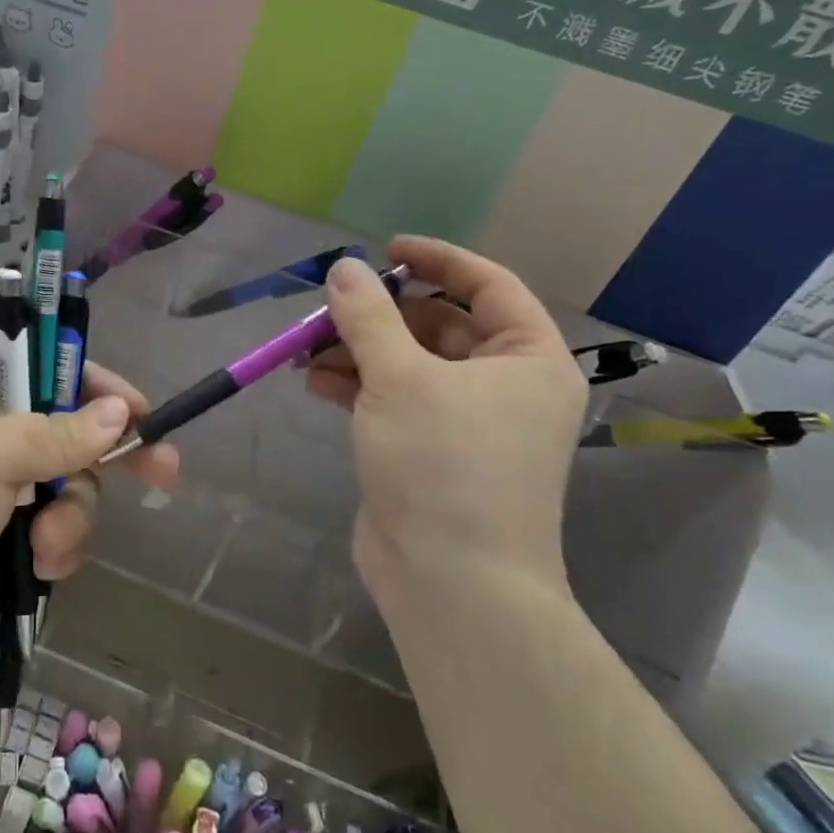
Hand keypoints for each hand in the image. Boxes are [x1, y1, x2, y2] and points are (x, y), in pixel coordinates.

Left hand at [0, 364, 179, 667]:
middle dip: (115, 460)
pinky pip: (67, 535)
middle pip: (85, 436)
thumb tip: (120, 412)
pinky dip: (59, 551)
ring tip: (42, 544)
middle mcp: (11, 438)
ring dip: (71, 521)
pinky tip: (36, 566)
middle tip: (166, 472)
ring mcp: (18, 492)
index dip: (106, 391)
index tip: (142, 414)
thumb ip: (56, 435)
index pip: (63, 375)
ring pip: (82, 493)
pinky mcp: (21, 540)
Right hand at [307, 238, 587, 611]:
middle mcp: (504, 385)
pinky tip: (315, 382)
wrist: (451, 582)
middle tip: (329, 308)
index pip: (487, 284)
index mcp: (526, 359)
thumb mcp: (399, 377)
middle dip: (378, 314)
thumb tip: (343, 267)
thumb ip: (367, 315)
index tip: (385, 249)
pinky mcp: (429, 449)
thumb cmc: (443, 464)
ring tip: (307, 350)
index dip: (437, 259)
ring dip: (358, 350)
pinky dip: (357, 385)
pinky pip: (393, 398)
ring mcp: (465, 421)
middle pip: (437, 324)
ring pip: (408, 363)